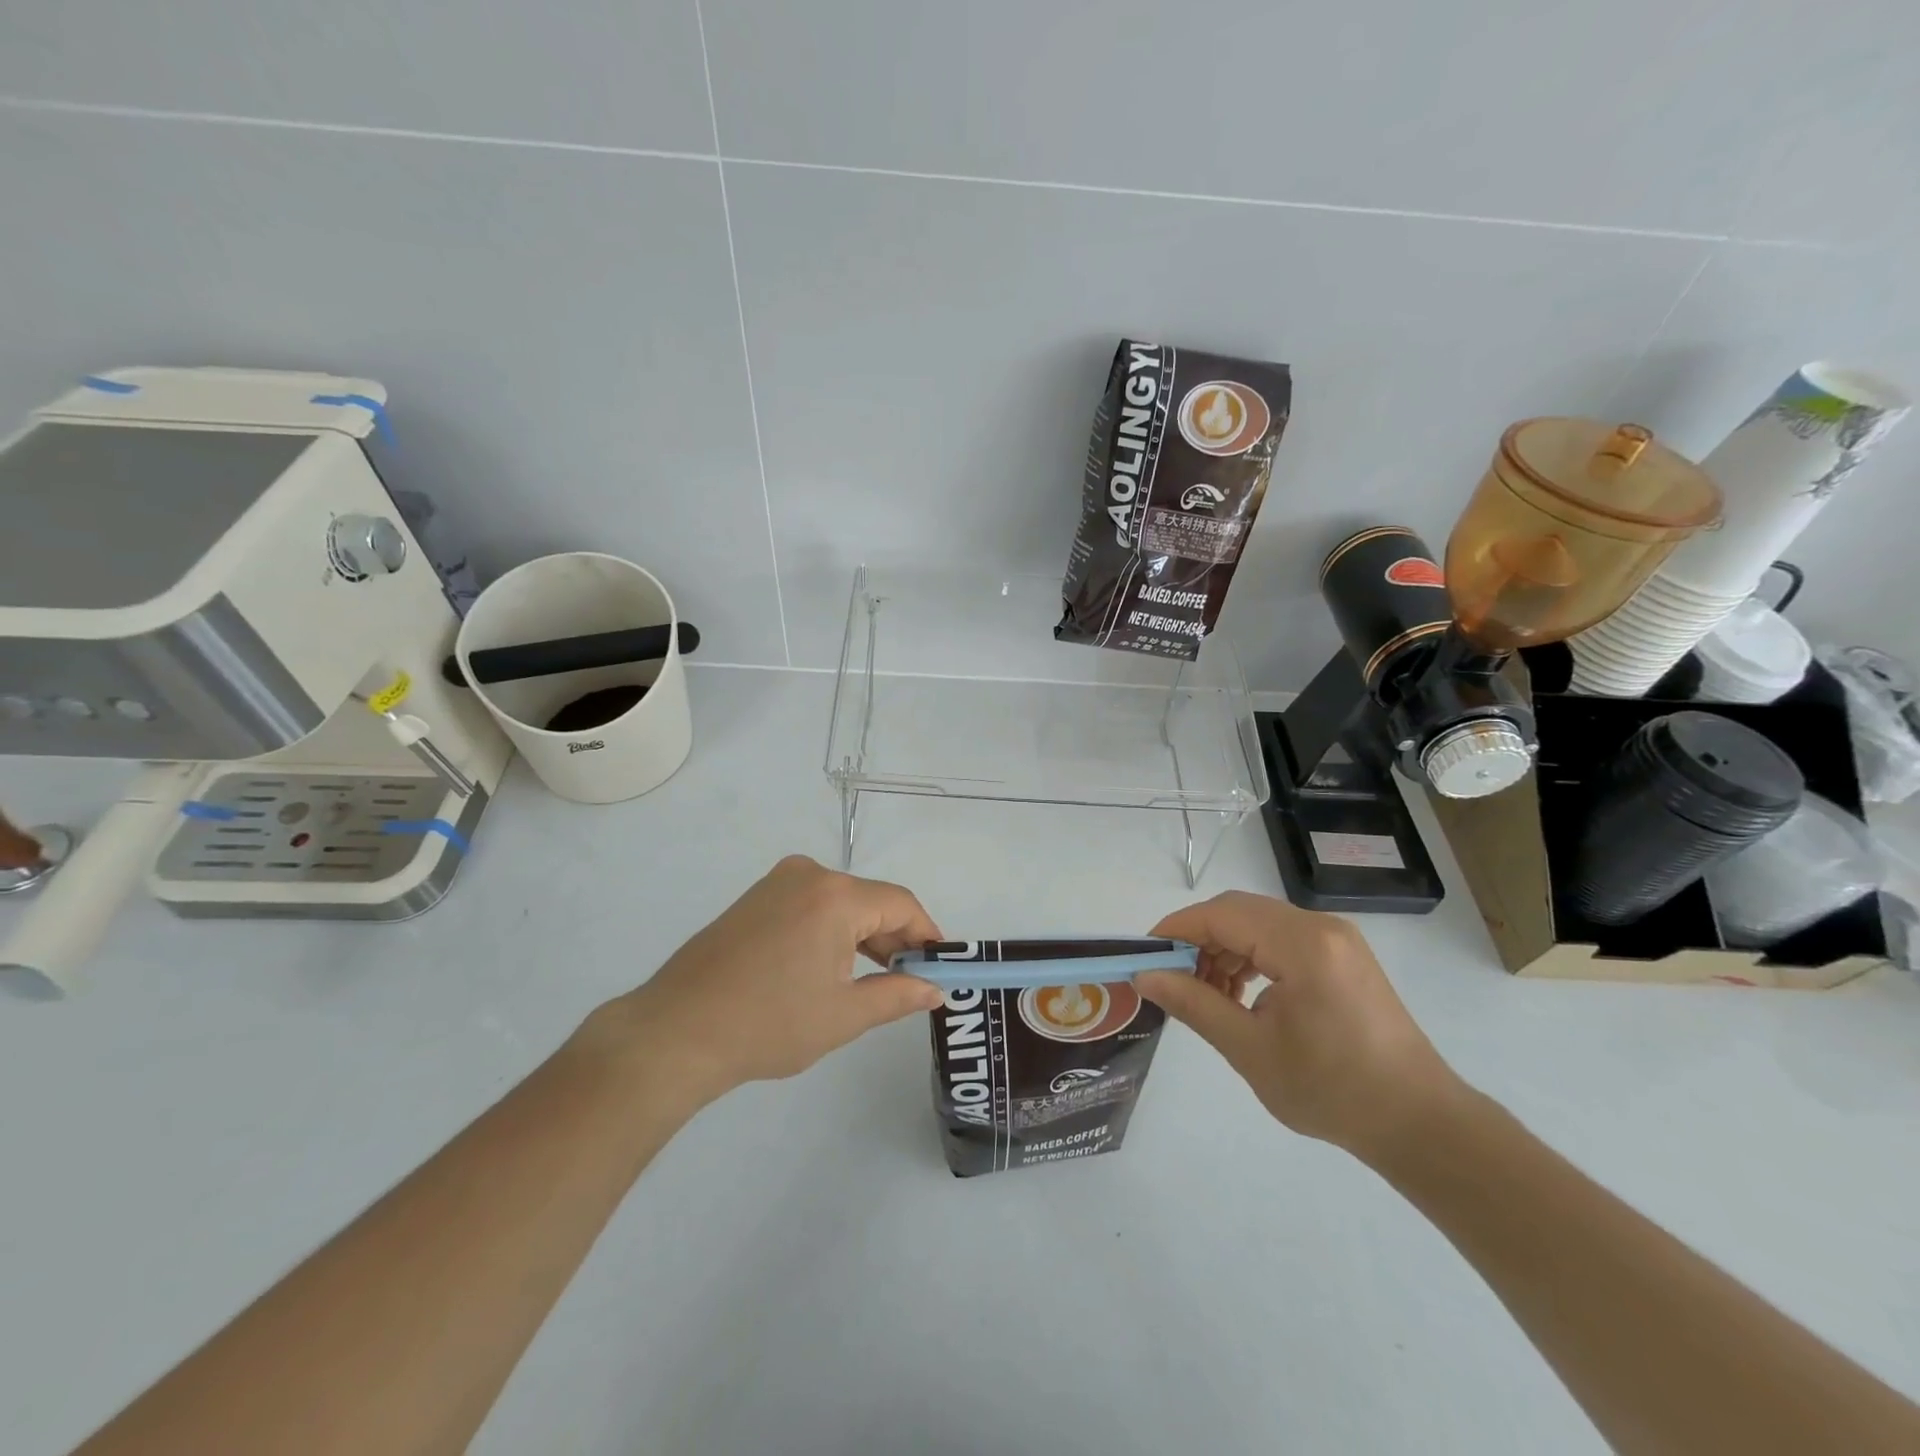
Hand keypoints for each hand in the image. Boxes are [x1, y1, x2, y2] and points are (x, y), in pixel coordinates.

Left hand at [606, 856, 943, 1102]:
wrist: (675, 1033)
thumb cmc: (768, 1024)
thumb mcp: (843, 1015)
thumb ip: (897, 996)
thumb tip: (935, 991)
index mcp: (835, 895)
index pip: (901, 904)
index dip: (927, 935)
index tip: (940, 967)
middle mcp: (809, 874)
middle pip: (870, 900)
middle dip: (895, 938)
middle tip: (910, 981)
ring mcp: (777, 882)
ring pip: (841, 903)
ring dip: (864, 936)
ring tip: (875, 980)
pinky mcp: (755, 898)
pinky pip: (811, 905)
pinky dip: (832, 931)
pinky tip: (833, 967)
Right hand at [1135, 892, 1462, 1157]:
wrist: (1420, 1122)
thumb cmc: (1332, 1090)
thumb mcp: (1250, 1050)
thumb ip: (1194, 1004)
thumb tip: (1145, 976)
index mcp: (1301, 944)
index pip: (1221, 915)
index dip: (1176, 930)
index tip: (1143, 956)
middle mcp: (1320, 927)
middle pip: (1238, 912)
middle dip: (1198, 940)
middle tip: (1172, 979)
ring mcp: (1336, 938)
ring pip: (1258, 923)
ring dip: (1224, 949)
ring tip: (1206, 994)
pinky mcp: (1343, 955)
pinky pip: (1281, 938)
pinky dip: (1251, 956)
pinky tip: (1241, 994)